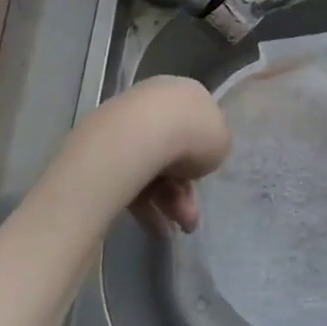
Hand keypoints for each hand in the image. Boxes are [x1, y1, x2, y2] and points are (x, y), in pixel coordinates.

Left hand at [75, 76, 229, 239]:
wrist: (140, 135)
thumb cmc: (192, 133)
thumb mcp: (221, 140)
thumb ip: (214, 144)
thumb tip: (198, 153)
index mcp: (186, 94)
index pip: (197, 126)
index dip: (203, 157)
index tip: (204, 180)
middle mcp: (155, 104)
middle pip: (174, 153)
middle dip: (184, 192)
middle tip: (190, 220)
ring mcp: (127, 125)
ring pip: (153, 170)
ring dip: (167, 204)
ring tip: (174, 231)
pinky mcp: (105, 150)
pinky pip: (131, 179)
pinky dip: (144, 206)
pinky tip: (155, 229)